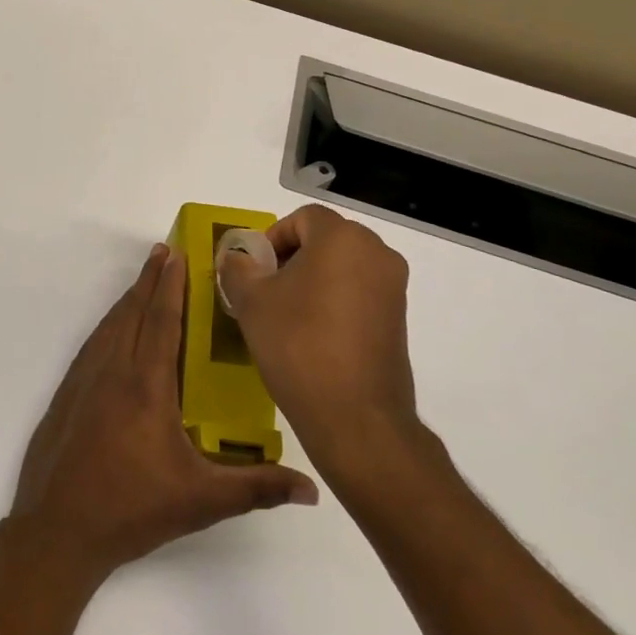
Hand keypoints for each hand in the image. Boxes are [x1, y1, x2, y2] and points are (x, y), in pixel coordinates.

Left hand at [11, 244, 317, 585]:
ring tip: (143, 281)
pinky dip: (107, 325)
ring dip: (128, 299)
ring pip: (109, 326)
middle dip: (149, 279)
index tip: (176, 254)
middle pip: (132, 313)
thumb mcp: (201, 502)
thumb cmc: (132, 510)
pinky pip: (91, 345)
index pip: (162, 322)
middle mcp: (113, 372)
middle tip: (162, 251)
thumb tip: (312, 489)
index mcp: (146, 386)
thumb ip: (257, 488)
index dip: (170, 285)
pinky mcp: (66, 395)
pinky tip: (112, 330)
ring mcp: (83, 382)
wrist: (57, 530)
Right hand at [217, 205, 420, 485]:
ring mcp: (393, 287)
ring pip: (343, 266)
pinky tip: (312, 334)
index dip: (272, 237)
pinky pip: (359, 292)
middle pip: (325, 238)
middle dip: (291, 257)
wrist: (355, 416)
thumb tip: (237, 257)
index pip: (303, 217)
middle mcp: (376, 253)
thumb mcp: (251, 302)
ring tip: (285, 314)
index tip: (254, 269)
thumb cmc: (298, 345)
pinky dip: (334, 300)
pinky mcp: (398, 318)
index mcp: (342, 238)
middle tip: (265, 289)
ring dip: (312, 279)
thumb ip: (238, 268)